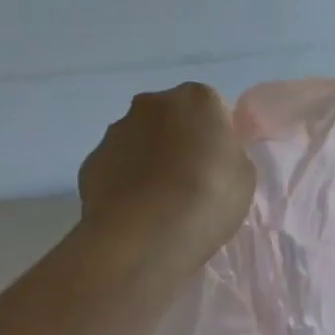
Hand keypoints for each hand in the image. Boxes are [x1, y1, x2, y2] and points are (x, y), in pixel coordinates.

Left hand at [76, 83, 255, 269]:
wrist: (143, 236)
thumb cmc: (207, 198)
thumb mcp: (244, 175)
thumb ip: (229, 154)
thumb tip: (212, 156)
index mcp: (197, 98)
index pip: (214, 107)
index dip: (218, 136)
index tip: (221, 164)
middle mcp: (152, 104)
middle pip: (173, 118)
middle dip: (181, 141)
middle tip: (193, 180)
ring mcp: (116, 132)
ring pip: (141, 140)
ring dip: (151, 160)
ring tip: (162, 202)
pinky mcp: (90, 163)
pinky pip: (117, 167)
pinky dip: (126, 182)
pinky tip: (137, 212)